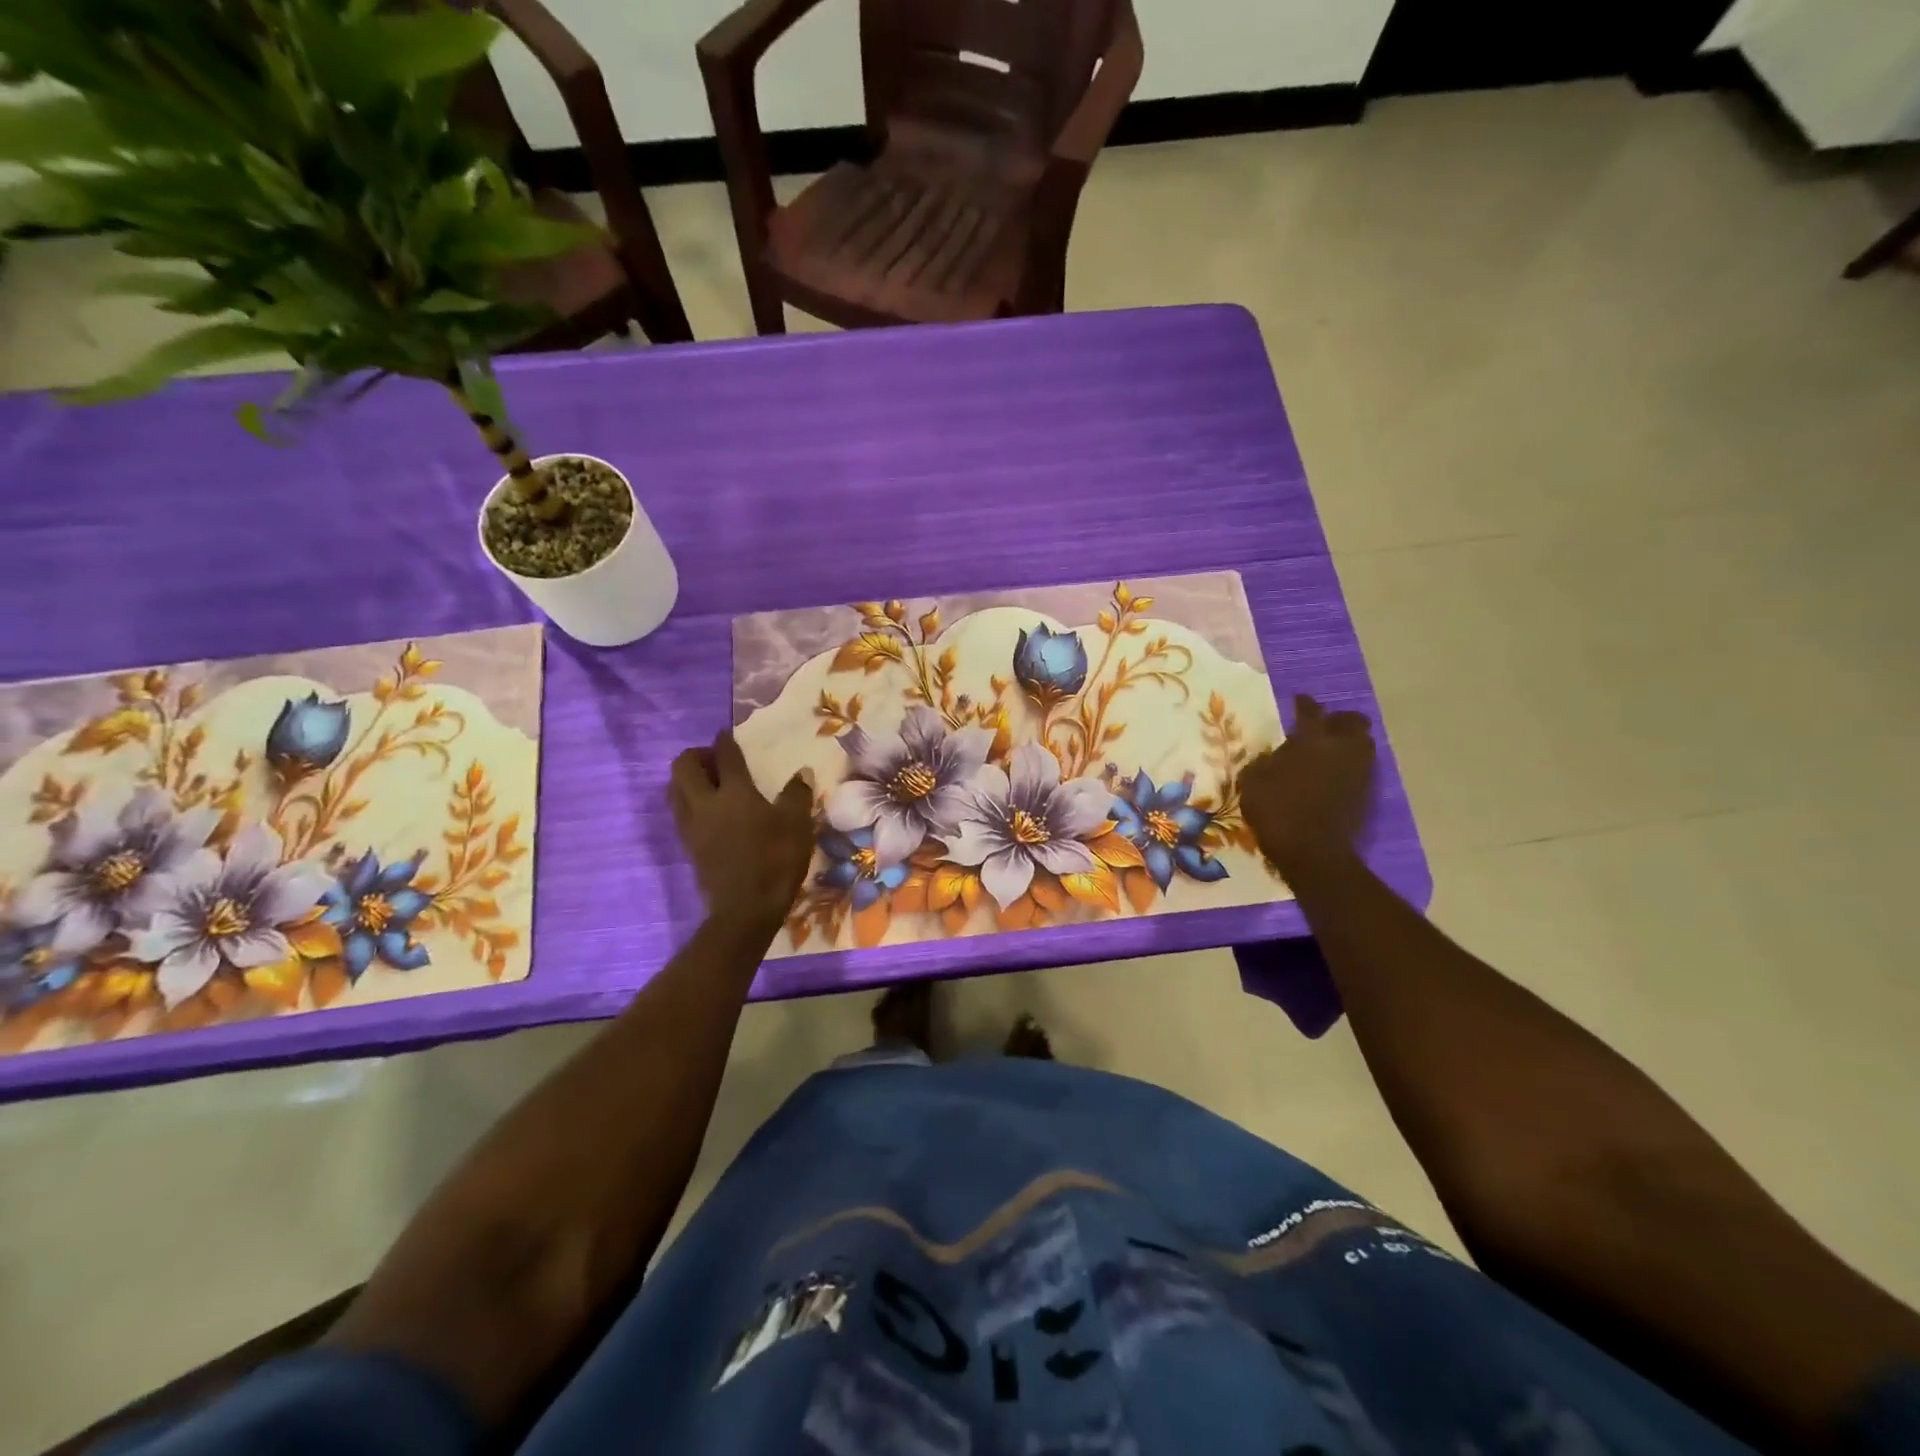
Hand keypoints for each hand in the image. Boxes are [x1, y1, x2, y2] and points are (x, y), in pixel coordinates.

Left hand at [669, 731, 813, 927]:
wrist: (745, 909)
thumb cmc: (775, 860)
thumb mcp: (797, 825)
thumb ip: (797, 795)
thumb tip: (802, 773)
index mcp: (734, 792)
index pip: (725, 756)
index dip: (726, 741)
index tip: (727, 734)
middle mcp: (705, 803)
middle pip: (683, 767)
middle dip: (696, 756)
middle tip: (717, 761)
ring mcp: (692, 826)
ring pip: (675, 790)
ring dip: (688, 779)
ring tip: (710, 784)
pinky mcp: (688, 846)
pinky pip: (680, 813)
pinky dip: (689, 802)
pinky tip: (710, 812)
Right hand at [1239, 695, 1375, 875]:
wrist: (1313, 851)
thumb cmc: (1277, 809)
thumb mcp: (1252, 781)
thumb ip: (1263, 762)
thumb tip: (1272, 757)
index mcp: (1312, 739)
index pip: (1311, 711)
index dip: (1304, 703)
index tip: (1299, 700)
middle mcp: (1342, 748)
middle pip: (1352, 722)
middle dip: (1339, 720)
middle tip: (1322, 726)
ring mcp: (1358, 772)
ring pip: (1361, 745)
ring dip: (1346, 744)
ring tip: (1327, 752)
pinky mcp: (1365, 794)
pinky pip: (1359, 770)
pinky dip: (1347, 768)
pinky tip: (1330, 776)